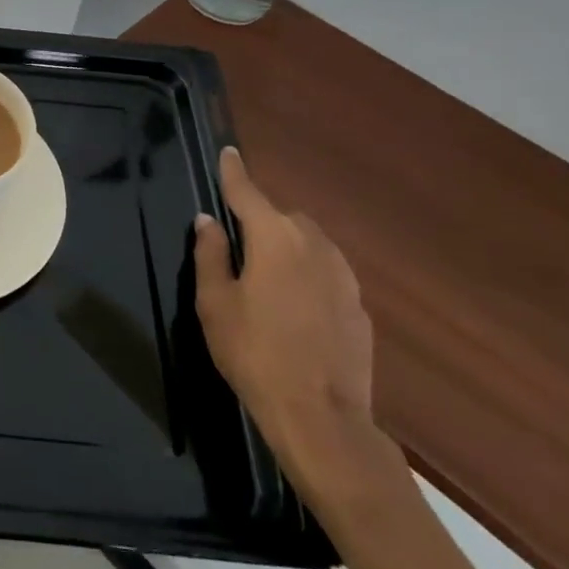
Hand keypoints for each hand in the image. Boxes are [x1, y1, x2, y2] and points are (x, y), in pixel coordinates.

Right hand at [194, 147, 391, 502]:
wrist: (321, 416)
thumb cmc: (254, 353)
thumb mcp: (215, 303)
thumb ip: (210, 255)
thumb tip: (209, 221)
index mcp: (274, 238)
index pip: (248, 192)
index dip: (234, 172)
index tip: (228, 152)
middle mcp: (314, 246)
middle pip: (284, 217)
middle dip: (262, 219)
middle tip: (239, 244)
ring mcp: (344, 276)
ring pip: (311, 243)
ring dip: (288, 246)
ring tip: (267, 276)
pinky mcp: (359, 307)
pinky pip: (328, 274)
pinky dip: (308, 275)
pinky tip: (296, 308)